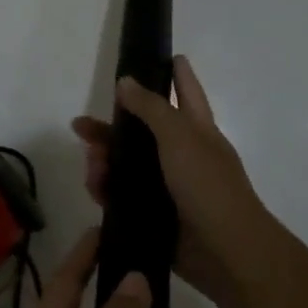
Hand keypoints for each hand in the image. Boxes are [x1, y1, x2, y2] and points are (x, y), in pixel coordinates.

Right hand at [72, 55, 280, 307]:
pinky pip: (124, 197)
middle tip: (81, 126)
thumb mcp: (180, 137)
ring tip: (91, 166)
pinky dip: (107, 191)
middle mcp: (183, 155)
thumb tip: (126, 82)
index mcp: (198, 130)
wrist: (226, 252)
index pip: (187, 92)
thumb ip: (152, 108)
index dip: (178, 73)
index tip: (166, 55)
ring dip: (105, 161)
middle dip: (113, 127)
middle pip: (143, 131)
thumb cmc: (208, 186)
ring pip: (128, 165)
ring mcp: (169, 187)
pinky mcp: (155, 215)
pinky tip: (95, 190)